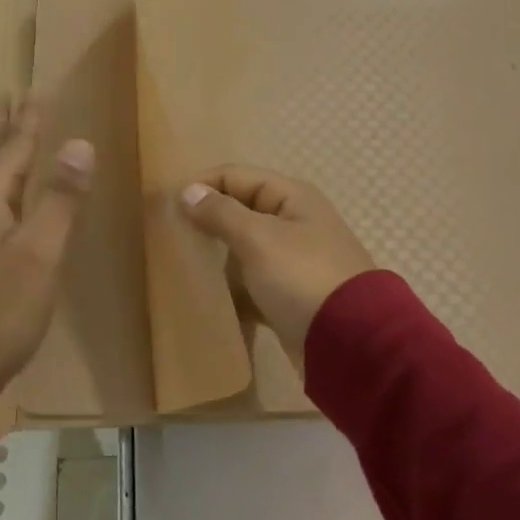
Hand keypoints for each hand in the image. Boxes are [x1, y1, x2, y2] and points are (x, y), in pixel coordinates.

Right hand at [180, 166, 374, 373]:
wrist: (352, 344)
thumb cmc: (302, 278)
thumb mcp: (259, 239)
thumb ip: (222, 213)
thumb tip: (189, 191)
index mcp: (292, 197)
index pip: (236, 176)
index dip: (202, 185)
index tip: (167, 206)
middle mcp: (294, 222)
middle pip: (240, 209)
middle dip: (207, 219)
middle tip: (171, 235)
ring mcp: (294, 260)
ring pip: (245, 247)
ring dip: (217, 253)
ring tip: (182, 263)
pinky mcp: (290, 294)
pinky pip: (252, 280)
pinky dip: (232, 285)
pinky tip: (208, 294)